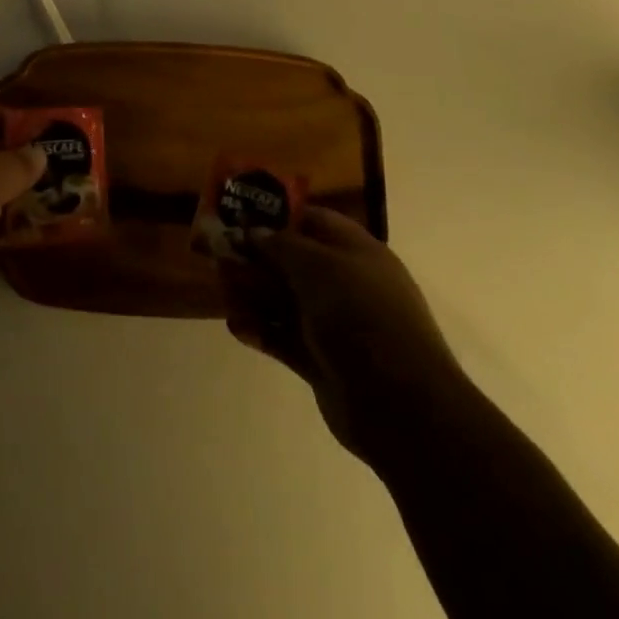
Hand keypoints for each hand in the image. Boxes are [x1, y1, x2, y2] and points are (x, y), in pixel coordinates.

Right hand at [221, 207, 462, 456]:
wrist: (400, 405)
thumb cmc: (361, 315)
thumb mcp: (318, 266)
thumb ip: (279, 245)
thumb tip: (251, 231)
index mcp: (356, 251)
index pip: (313, 220)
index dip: (278, 214)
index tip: (240, 214)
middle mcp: (346, 284)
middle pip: (294, 261)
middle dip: (257, 257)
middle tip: (218, 253)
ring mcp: (334, 325)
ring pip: (285, 301)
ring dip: (253, 295)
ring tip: (222, 292)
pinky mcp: (322, 362)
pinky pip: (284, 338)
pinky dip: (261, 331)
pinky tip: (236, 327)